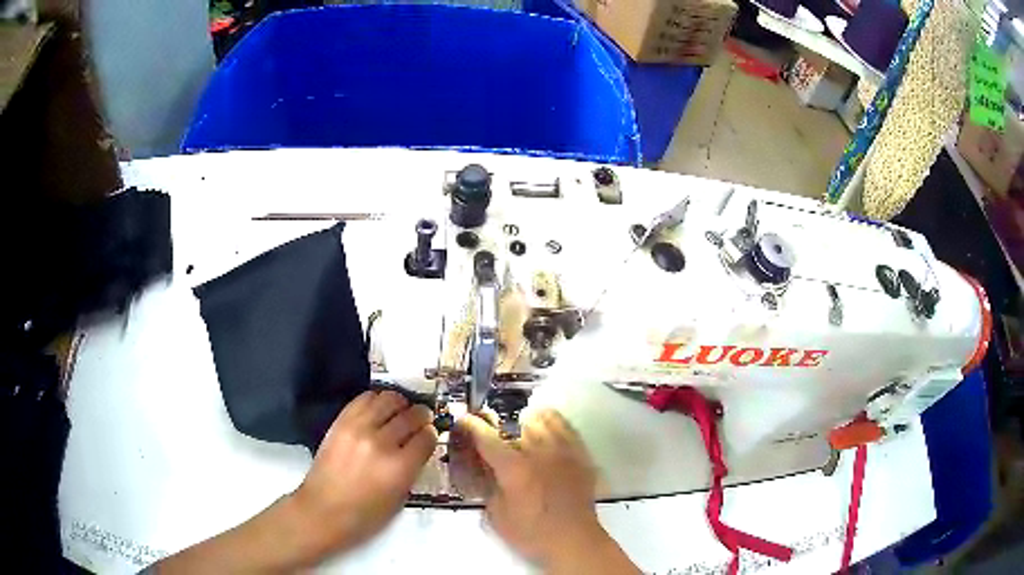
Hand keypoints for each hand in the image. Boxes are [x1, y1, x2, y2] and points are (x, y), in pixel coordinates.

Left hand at [293, 390, 437, 554]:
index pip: (427, 437)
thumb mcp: (400, 498)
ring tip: (400, 411)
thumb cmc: (365, 515)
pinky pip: (364, 399)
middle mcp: (382, 443)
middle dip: (421, 416)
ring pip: (389, 399)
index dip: (432, 434)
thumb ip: (412, 469)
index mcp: (400, 467)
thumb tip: (419, 447)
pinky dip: (377, 400)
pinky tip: (379, 409)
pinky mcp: (341, 422)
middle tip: (421, 419)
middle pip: (411, 415)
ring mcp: (359, 428)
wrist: (323, 510)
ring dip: (400, 403)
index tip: (430, 435)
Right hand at [454, 409, 626, 569]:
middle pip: (513, 422)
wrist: (574, 540)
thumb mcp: (496, 514)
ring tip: (519, 432)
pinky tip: (544, 433)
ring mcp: (562, 450)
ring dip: (525, 422)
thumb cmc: (531, 533)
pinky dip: (550, 423)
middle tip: (493, 435)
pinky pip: (565, 425)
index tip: (464, 420)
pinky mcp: (580, 454)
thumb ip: (488, 485)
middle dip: (498, 425)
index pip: (486, 437)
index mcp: (514, 468)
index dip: (471, 425)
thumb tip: (484, 466)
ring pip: (541, 417)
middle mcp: (538, 451)